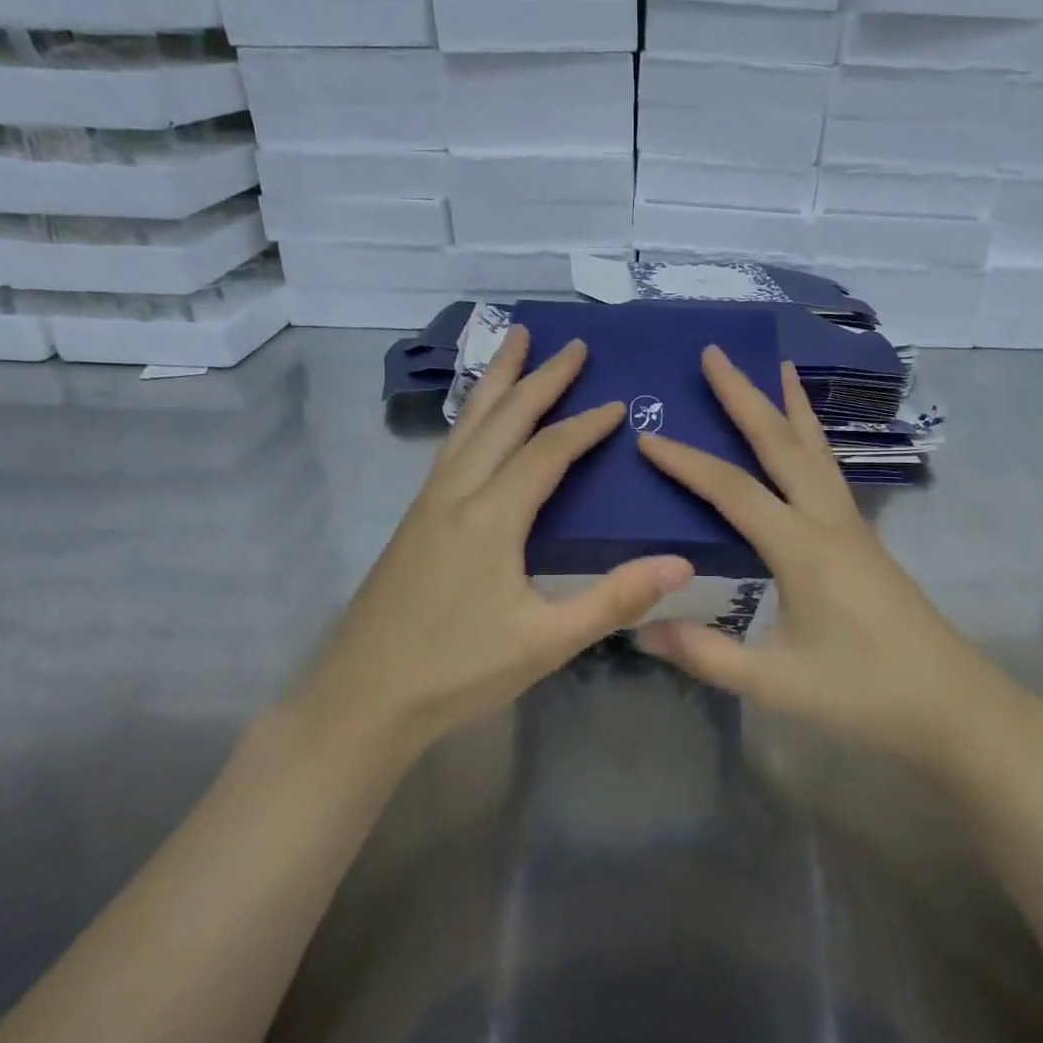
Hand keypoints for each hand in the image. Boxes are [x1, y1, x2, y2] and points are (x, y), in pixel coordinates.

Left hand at [288, 325, 692, 756]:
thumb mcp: (547, 641)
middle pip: (502, 419)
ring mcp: (427, 505)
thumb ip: (614, 599)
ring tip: (514, 344)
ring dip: (496, 383)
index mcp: (490, 516)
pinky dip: (473, 417)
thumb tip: (681, 562)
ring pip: (467, 426)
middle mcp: (456, 494)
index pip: (547, 451)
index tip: (619, 403)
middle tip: (570, 343)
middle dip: (538, 377)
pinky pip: (450, 448)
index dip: (585, 424)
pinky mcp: (413, 522)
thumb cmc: (458, 671)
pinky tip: (478, 423)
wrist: (362, 699)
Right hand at [636, 348, 1038, 771]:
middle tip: (715, 354)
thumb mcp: (775, 682)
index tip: (646, 436)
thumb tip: (638, 629)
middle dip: (745, 396)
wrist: (953, 706)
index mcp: (802, 549)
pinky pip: (830, 472)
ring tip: (776, 367)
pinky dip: (812, 440)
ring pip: (815, 450)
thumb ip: (705, 654)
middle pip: (782, 444)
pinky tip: (806, 440)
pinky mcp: (865, 541)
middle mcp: (829, 522)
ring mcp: (853, 527)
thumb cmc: (864, 694)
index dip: (686, 462)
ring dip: (790, 407)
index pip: (733, 490)